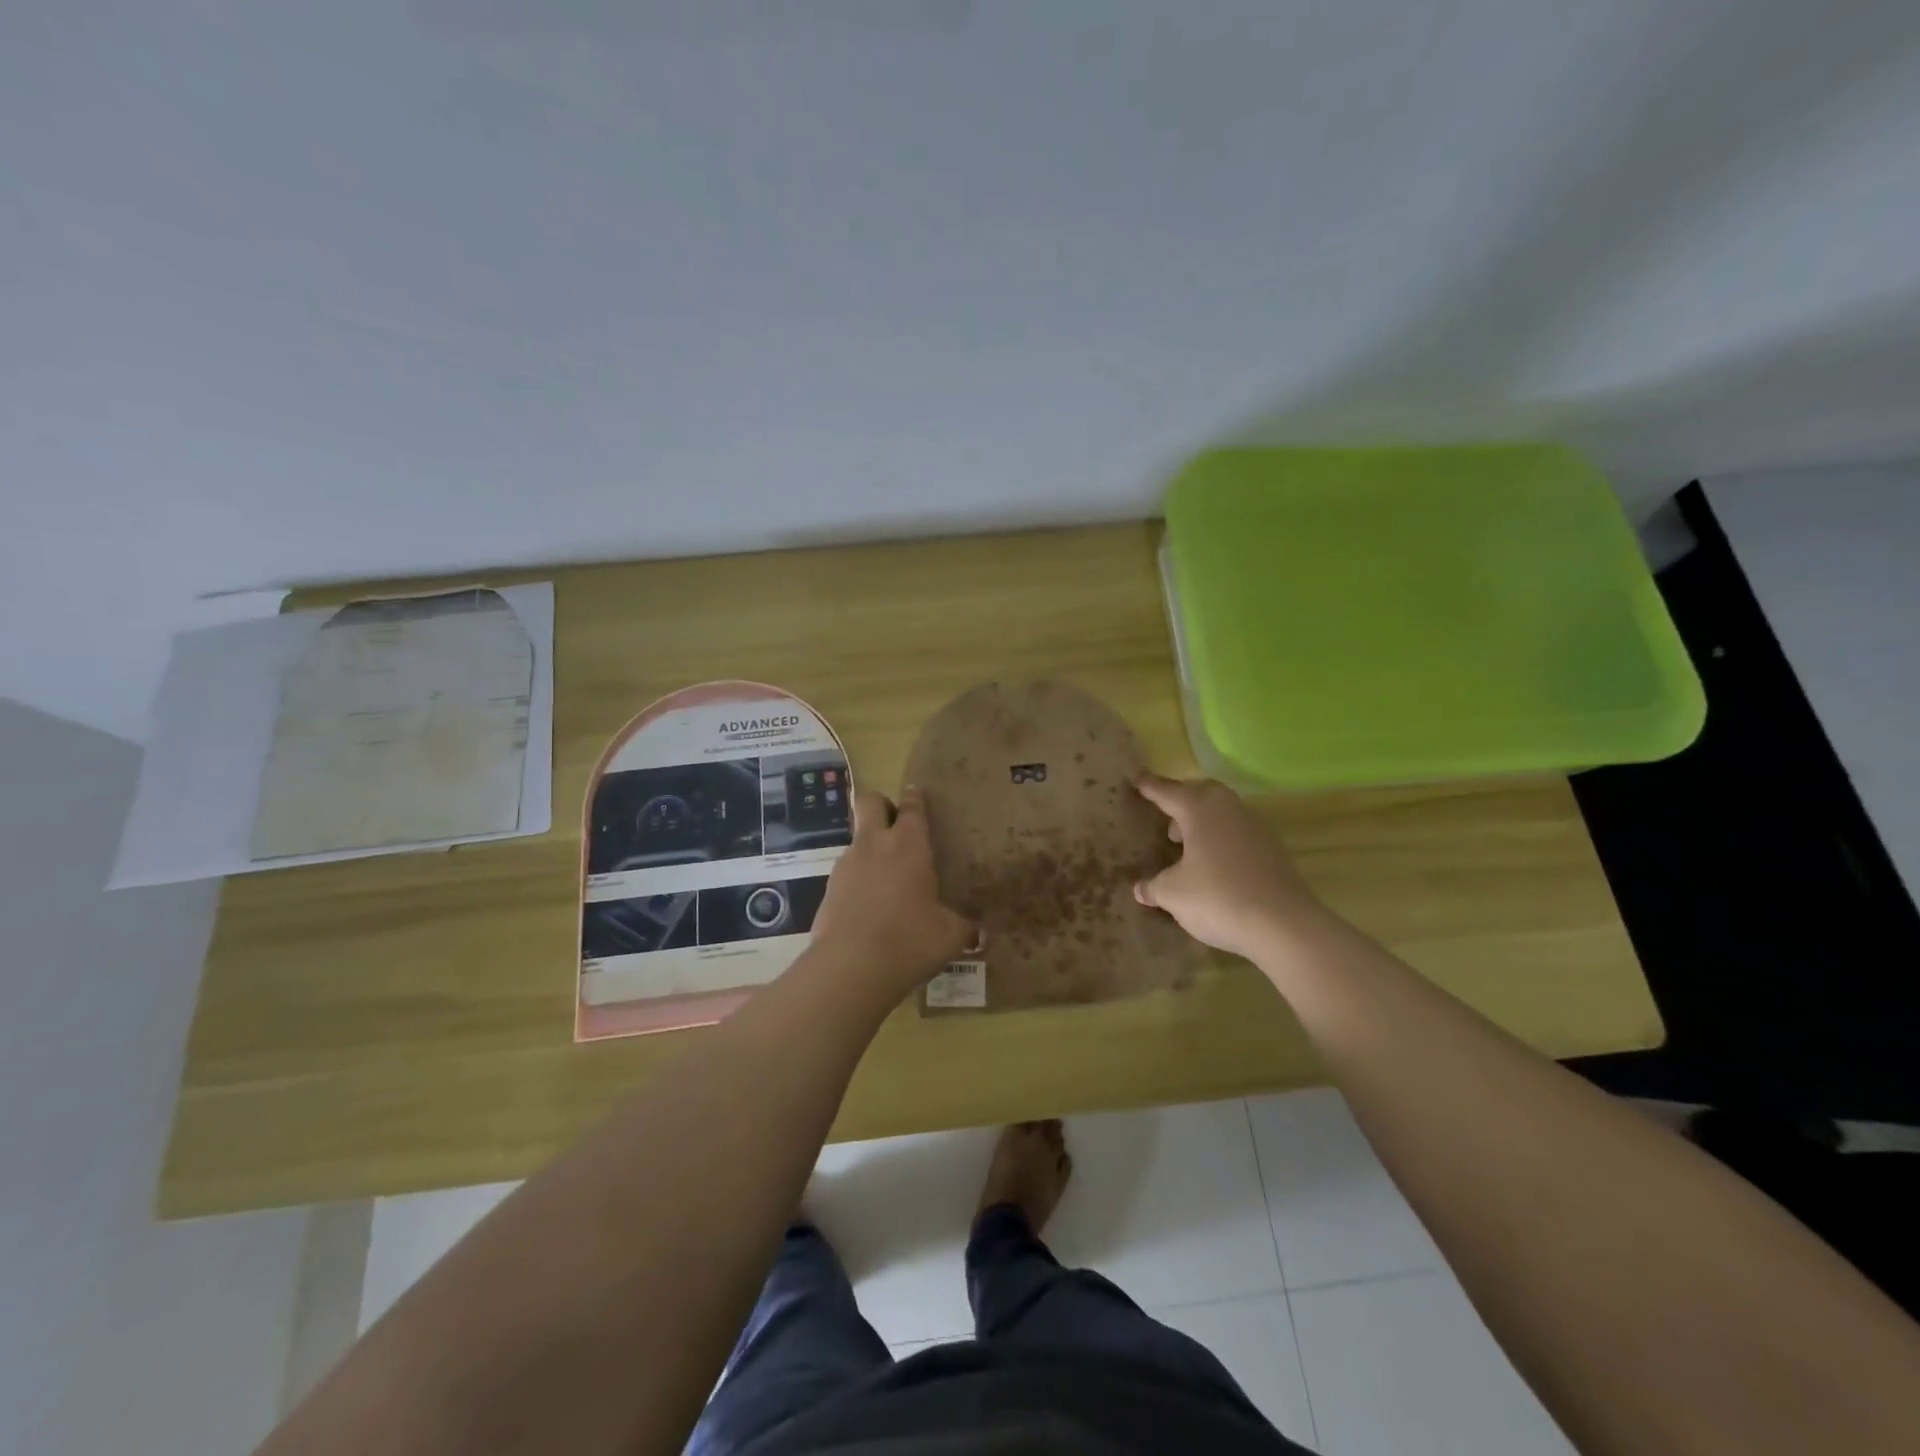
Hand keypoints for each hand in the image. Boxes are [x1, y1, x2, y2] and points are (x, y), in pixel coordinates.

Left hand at [811, 786, 975, 990]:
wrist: (850, 967)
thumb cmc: (910, 940)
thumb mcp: (949, 936)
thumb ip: (965, 928)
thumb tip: (980, 933)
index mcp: (909, 845)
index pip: (912, 806)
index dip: (915, 798)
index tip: (917, 793)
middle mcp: (875, 845)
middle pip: (870, 802)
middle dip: (882, 805)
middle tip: (897, 825)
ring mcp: (846, 865)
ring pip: (857, 839)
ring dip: (870, 848)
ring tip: (888, 878)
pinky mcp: (828, 890)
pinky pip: (846, 873)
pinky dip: (858, 881)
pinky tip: (870, 907)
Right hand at [1132, 772, 1328, 959]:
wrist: (1284, 924)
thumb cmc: (1218, 898)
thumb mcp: (1173, 894)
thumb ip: (1154, 887)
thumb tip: (1141, 888)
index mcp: (1199, 809)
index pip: (1167, 791)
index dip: (1149, 786)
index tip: (1135, 778)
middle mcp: (1227, 808)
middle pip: (1200, 792)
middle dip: (1181, 798)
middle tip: (1164, 812)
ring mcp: (1253, 826)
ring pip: (1221, 810)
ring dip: (1201, 819)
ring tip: (1184, 841)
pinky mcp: (1271, 848)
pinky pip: (1236, 830)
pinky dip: (1219, 837)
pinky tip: (1212, 862)